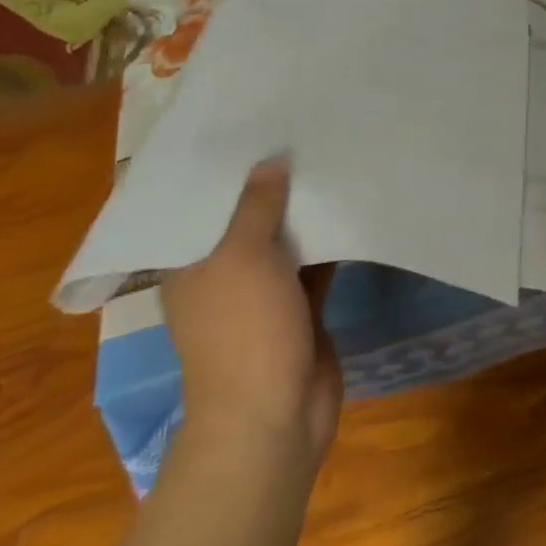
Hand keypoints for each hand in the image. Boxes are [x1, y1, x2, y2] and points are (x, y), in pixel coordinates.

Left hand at [161, 160, 342, 472]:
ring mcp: (263, 293)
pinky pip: (315, 263)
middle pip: (246, 220)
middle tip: (303, 135)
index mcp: (191, 265)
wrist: (273, 414)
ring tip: (333, 160)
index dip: (223, 172)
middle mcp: (223, 275)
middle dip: (272, 186)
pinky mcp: (300, 307)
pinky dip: (331, 241)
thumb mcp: (243, 257)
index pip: (200, 208)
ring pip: (285, 241)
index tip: (251, 130)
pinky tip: (354, 207)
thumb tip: (270, 162)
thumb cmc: (244, 331)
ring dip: (305, 213)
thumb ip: (257, 207)